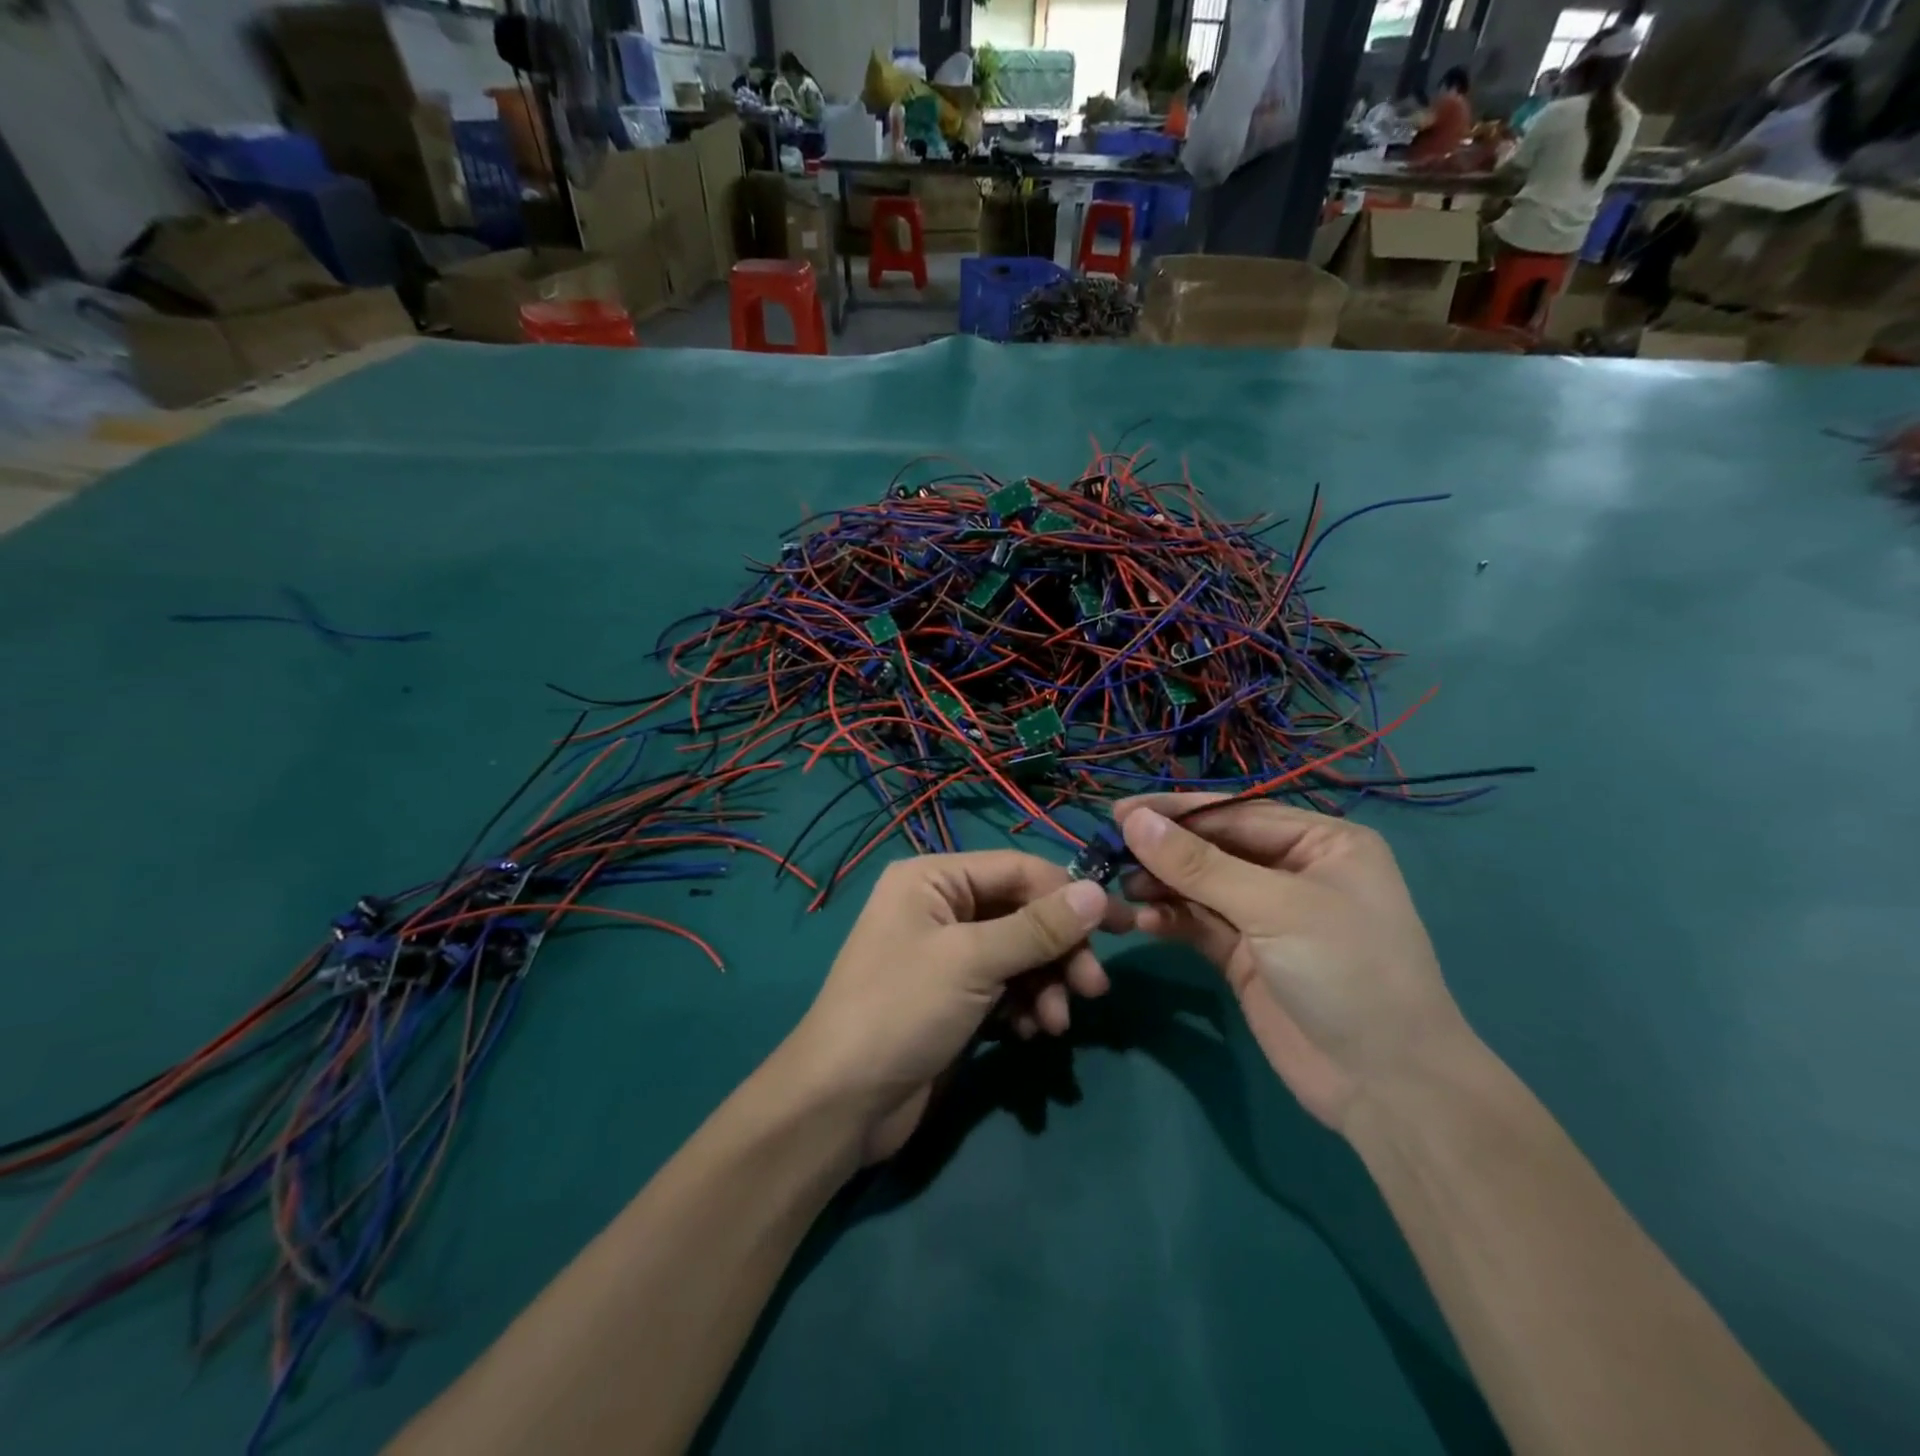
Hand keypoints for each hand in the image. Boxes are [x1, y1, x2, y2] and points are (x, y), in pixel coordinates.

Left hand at [783, 852, 1130, 1162]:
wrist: (842, 1103)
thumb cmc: (902, 1010)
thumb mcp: (973, 961)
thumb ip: (1038, 927)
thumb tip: (1096, 892)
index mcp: (933, 878)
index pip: (1018, 869)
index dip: (1069, 895)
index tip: (1119, 926)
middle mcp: (940, 906)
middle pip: (1022, 913)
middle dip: (1059, 950)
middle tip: (1094, 989)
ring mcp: (947, 954)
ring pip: (1019, 954)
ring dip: (1046, 985)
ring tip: (1056, 1024)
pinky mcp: (954, 997)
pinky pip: (1005, 987)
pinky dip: (1025, 1006)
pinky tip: (1031, 1034)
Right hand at [1114, 795, 1474, 1134]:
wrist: (1387, 1087)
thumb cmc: (1345, 973)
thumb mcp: (1274, 908)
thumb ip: (1199, 864)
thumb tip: (1134, 820)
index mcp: (1321, 843)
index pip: (1236, 813)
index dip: (1177, 812)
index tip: (1121, 812)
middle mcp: (1294, 871)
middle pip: (1214, 847)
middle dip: (1165, 849)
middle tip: (1109, 849)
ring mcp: (1268, 916)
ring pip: (1201, 886)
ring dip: (1162, 884)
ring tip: (1121, 886)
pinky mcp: (1247, 956)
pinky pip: (1199, 924)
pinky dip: (1171, 919)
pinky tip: (1143, 920)